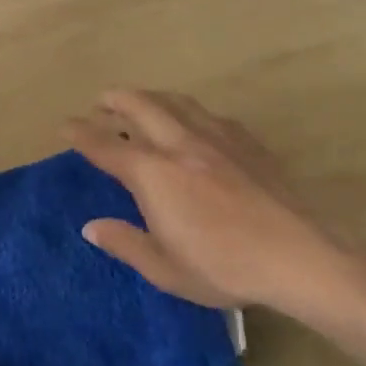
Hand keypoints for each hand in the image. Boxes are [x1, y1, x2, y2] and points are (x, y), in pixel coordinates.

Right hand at [64, 90, 365, 325]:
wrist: (300, 256)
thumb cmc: (224, 267)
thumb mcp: (165, 268)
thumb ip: (125, 243)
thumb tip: (91, 227)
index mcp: (153, 174)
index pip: (106, 146)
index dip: (81, 133)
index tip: (65, 125)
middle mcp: (180, 144)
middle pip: (140, 106)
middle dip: (114, 100)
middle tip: (100, 101)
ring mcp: (216, 138)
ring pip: (175, 102)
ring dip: (150, 97)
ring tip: (140, 102)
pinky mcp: (247, 141)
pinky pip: (208, 114)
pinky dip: (187, 111)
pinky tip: (193, 124)